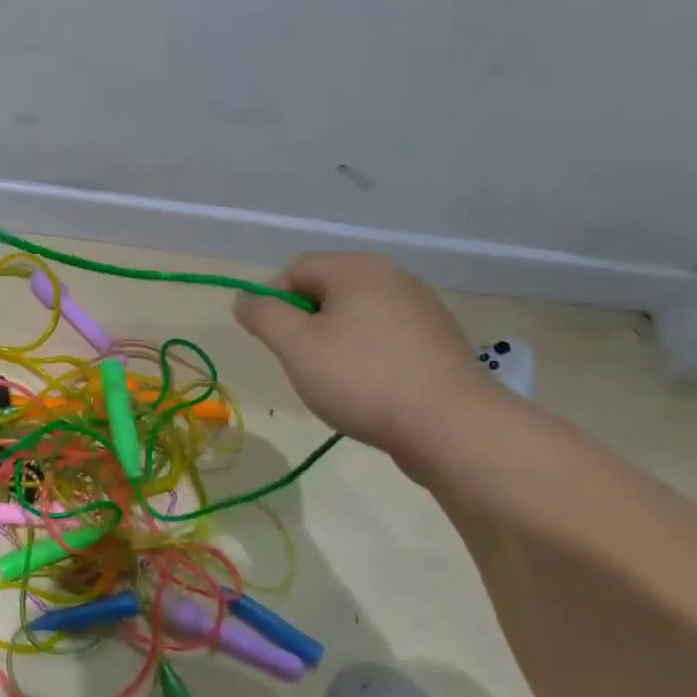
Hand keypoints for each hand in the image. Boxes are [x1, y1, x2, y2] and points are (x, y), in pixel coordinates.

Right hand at [234, 253, 504, 456]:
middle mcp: (392, 276)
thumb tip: (245, 299)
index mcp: (357, 268)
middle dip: (304, 326)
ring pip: (354, 318)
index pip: (294, 270)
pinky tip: (369, 391)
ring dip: (333, 345)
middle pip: (325, 292)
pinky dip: (365, 358)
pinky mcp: (437, 341)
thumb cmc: (362, 379)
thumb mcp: (296, 346)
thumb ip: (263, 315)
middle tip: (302, 364)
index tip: (272, 342)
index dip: (272, 302)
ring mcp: (420, 308)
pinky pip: (383, 339)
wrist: (452, 427)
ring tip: (336, 383)